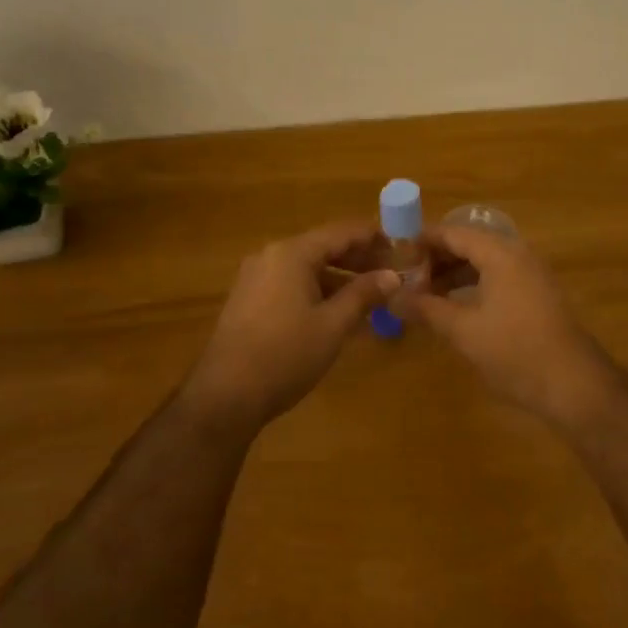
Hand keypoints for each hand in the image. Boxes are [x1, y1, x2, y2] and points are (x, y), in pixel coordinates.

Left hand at [182, 220, 399, 428]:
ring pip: (308, 268)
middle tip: (392, 274)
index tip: (402, 249)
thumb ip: (364, 295)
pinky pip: (292, 284)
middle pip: (324, 247)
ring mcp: (256, 278)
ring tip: (373, 296)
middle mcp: (271, 256)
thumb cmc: (285, 355)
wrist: (225, 395)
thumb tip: (392, 276)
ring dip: (341, 278)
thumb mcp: (333, 325)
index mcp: (292, 253)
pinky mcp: (250, 300)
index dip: (374, 238)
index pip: (342, 232)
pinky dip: (319, 291)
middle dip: (359, 259)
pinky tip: (340, 312)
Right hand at [402, 225, 616, 427]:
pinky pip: (498, 278)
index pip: (453, 233)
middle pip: (470, 244)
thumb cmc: (515, 352)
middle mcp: (518, 255)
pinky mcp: (538, 296)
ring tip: (424, 294)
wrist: (574, 385)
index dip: (422, 241)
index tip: (393, 254)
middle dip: (436, 258)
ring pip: (484, 262)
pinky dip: (473, 286)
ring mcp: (531, 275)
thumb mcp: (463, 331)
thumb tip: (392, 298)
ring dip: (454, 274)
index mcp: (501, 254)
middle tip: (405, 278)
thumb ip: (426, 309)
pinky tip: (455, 307)